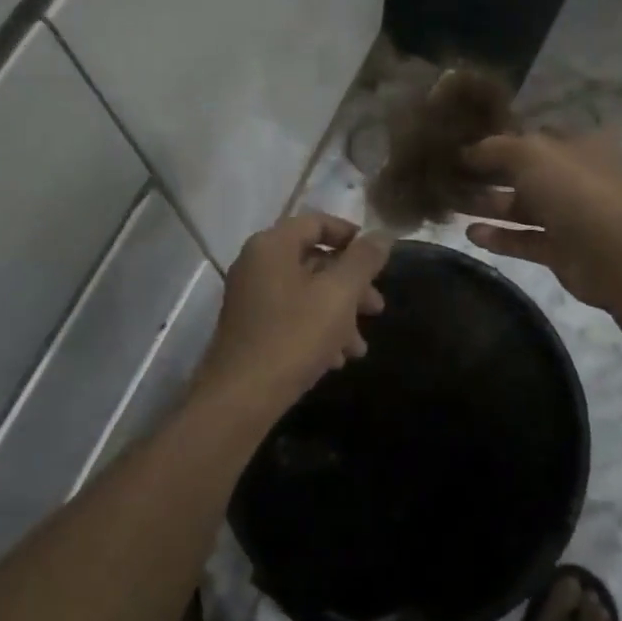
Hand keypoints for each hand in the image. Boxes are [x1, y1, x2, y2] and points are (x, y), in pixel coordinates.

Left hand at [201, 212, 388, 410]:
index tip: (378, 258)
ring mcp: (250, 297)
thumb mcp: (338, 295)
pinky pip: (290, 316)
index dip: (351, 235)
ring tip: (360, 348)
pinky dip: (316, 330)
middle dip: (351, 285)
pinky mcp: (249, 328)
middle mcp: (256, 264)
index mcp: (272, 245)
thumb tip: (382, 235)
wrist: (240, 398)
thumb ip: (363, 261)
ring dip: (338, 314)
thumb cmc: (293, 337)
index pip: (316, 222)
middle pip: (313, 260)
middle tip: (377, 309)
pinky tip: (337, 359)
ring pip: (305, 293)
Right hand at [460, 130, 621, 310]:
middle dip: (487, 173)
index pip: (533, 135)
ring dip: (488, 205)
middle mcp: (575, 176)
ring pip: (522, 207)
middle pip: (524, 172)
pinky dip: (500, 237)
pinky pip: (524, 240)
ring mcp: (571, 215)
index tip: (461, 143)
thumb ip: (494, 148)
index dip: (499, 138)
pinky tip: (470, 234)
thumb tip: (466, 151)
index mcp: (578, 144)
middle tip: (448, 175)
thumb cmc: (577, 190)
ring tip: (450, 203)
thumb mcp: (530, 153)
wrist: (621, 255)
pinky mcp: (562, 250)